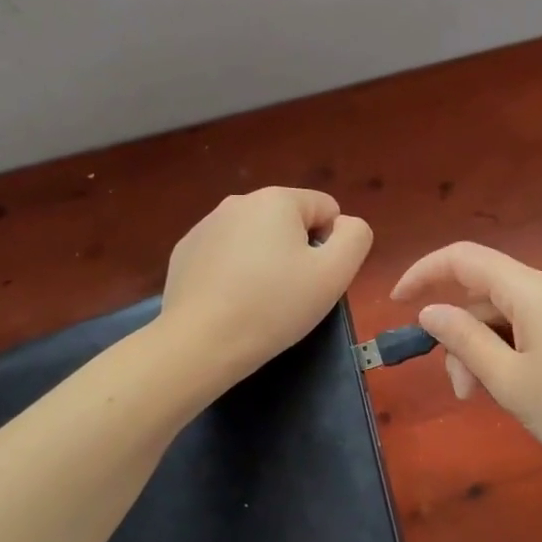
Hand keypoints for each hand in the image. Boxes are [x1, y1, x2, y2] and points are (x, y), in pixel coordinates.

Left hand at [162, 188, 372, 385]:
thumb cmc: (274, 306)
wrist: (200, 342)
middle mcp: (239, 200)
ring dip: (265, 260)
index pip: (326, 209)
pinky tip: (229, 302)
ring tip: (258, 301)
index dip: (330, 245)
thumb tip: (344, 224)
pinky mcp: (185, 251)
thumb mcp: (335, 274)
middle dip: (296, 251)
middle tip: (290, 293)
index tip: (314, 279)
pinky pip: (225, 254)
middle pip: (289, 221)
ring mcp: (206, 225)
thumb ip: (355, 237)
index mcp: (277, 199)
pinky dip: (234, 272)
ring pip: (256, 238)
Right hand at [391, 241, 541, 478]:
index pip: (464, 258)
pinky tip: (525, 390)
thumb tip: (430, 311)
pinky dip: (516, 352)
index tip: (396, 304)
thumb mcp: (511, 381)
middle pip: (488, 295)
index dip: (423, 273)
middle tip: (463, 392)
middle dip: (462, 336)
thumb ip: (465, 341)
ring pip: (512, 316)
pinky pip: (538, 328)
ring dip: (489, 351)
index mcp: (532, 290)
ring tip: (493, 401)